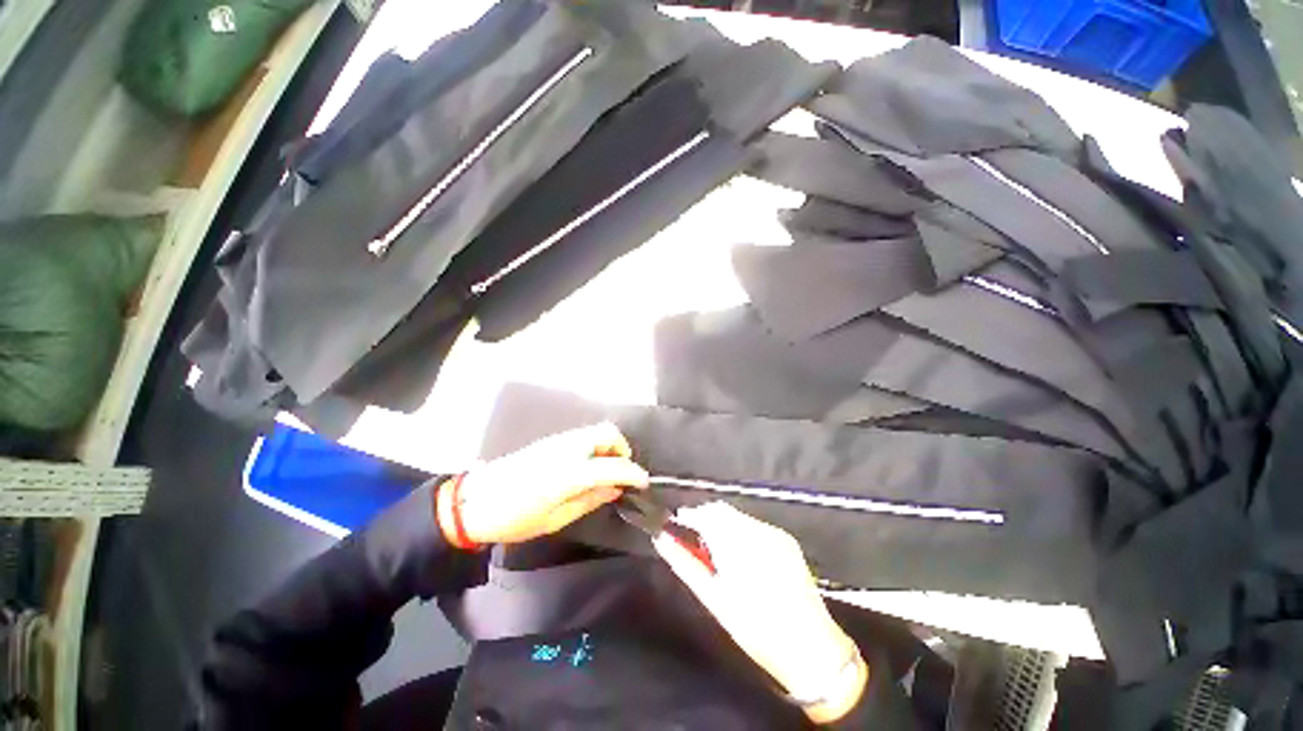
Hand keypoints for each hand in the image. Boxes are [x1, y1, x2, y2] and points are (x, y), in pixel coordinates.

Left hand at [440, 422, 648, 544]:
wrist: (476, 501)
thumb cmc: (515, 518)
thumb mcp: (556, 519)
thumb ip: (590, 500)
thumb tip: (616, 489)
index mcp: (570, 473)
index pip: (613, 465)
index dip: (633, 473)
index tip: (644, 482)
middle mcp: (569, 448)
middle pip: (608, 433)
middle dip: (622, 449)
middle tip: (621, 472)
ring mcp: (560, 440)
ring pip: (596, 430)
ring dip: (609, 445)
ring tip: (605, 470)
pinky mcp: (552, 440)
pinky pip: (584, 435)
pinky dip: (595, 444)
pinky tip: (587, 465)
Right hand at [654, 502, 867, 722]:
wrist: (812, 648)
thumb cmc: (755, 629)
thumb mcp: (714, 599)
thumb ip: (685, 563)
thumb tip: (661, 538)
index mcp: (737, 544)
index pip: (704, 514)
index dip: (687, 517)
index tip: (675, 527)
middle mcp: (757, 530)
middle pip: (721, 510)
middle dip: (704, 520)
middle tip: (695, 545)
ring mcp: (774, 533)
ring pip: (737, 516)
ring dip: (722, 525)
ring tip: (718, 554)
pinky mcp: (786, 539)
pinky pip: (754, 525)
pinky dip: (740, 532)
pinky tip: (741, 557)